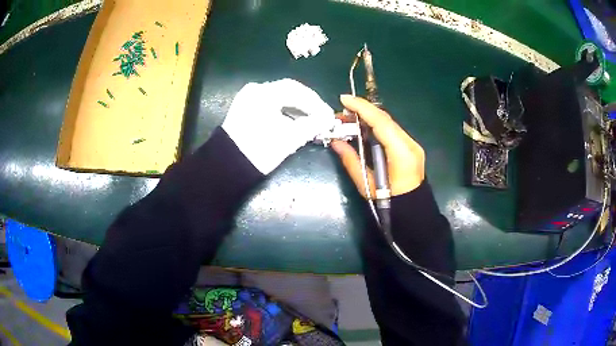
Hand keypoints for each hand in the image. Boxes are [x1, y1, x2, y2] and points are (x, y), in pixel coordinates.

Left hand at [222, 79, 334, 173]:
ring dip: (296, 107)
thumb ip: (313, 125)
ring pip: (279, 97)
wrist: (229, 167)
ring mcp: (247, 98)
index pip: (297, 91)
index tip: (328, 115)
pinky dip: (283, 110)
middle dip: (307, 104)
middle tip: (322, 116)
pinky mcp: (244, 108)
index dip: (316, 103)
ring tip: (310, 120)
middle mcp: (255, 90)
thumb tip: (328, 119)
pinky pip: (269, 104)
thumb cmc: (260, 150)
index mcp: (264, 93)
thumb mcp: (290, 137)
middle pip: (288, 91)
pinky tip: (293, 120)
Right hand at [331, 95, 424, 197]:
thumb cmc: (390, 203)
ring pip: (388, 123)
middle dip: (362, 112)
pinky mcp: (411, 147)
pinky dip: (376, 127)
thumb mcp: (367, 184)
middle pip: (385, 119)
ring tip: (348, 120)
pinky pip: (391, 130)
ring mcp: (412, 144)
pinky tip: (363, 129)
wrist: (412, 211)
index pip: (381, 122)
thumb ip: (351, 160)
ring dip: (368, 119)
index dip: (362, 108)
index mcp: (401, 153)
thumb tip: (336, 142)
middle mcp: (410, 144)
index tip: (344, 99)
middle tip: (341, 113)